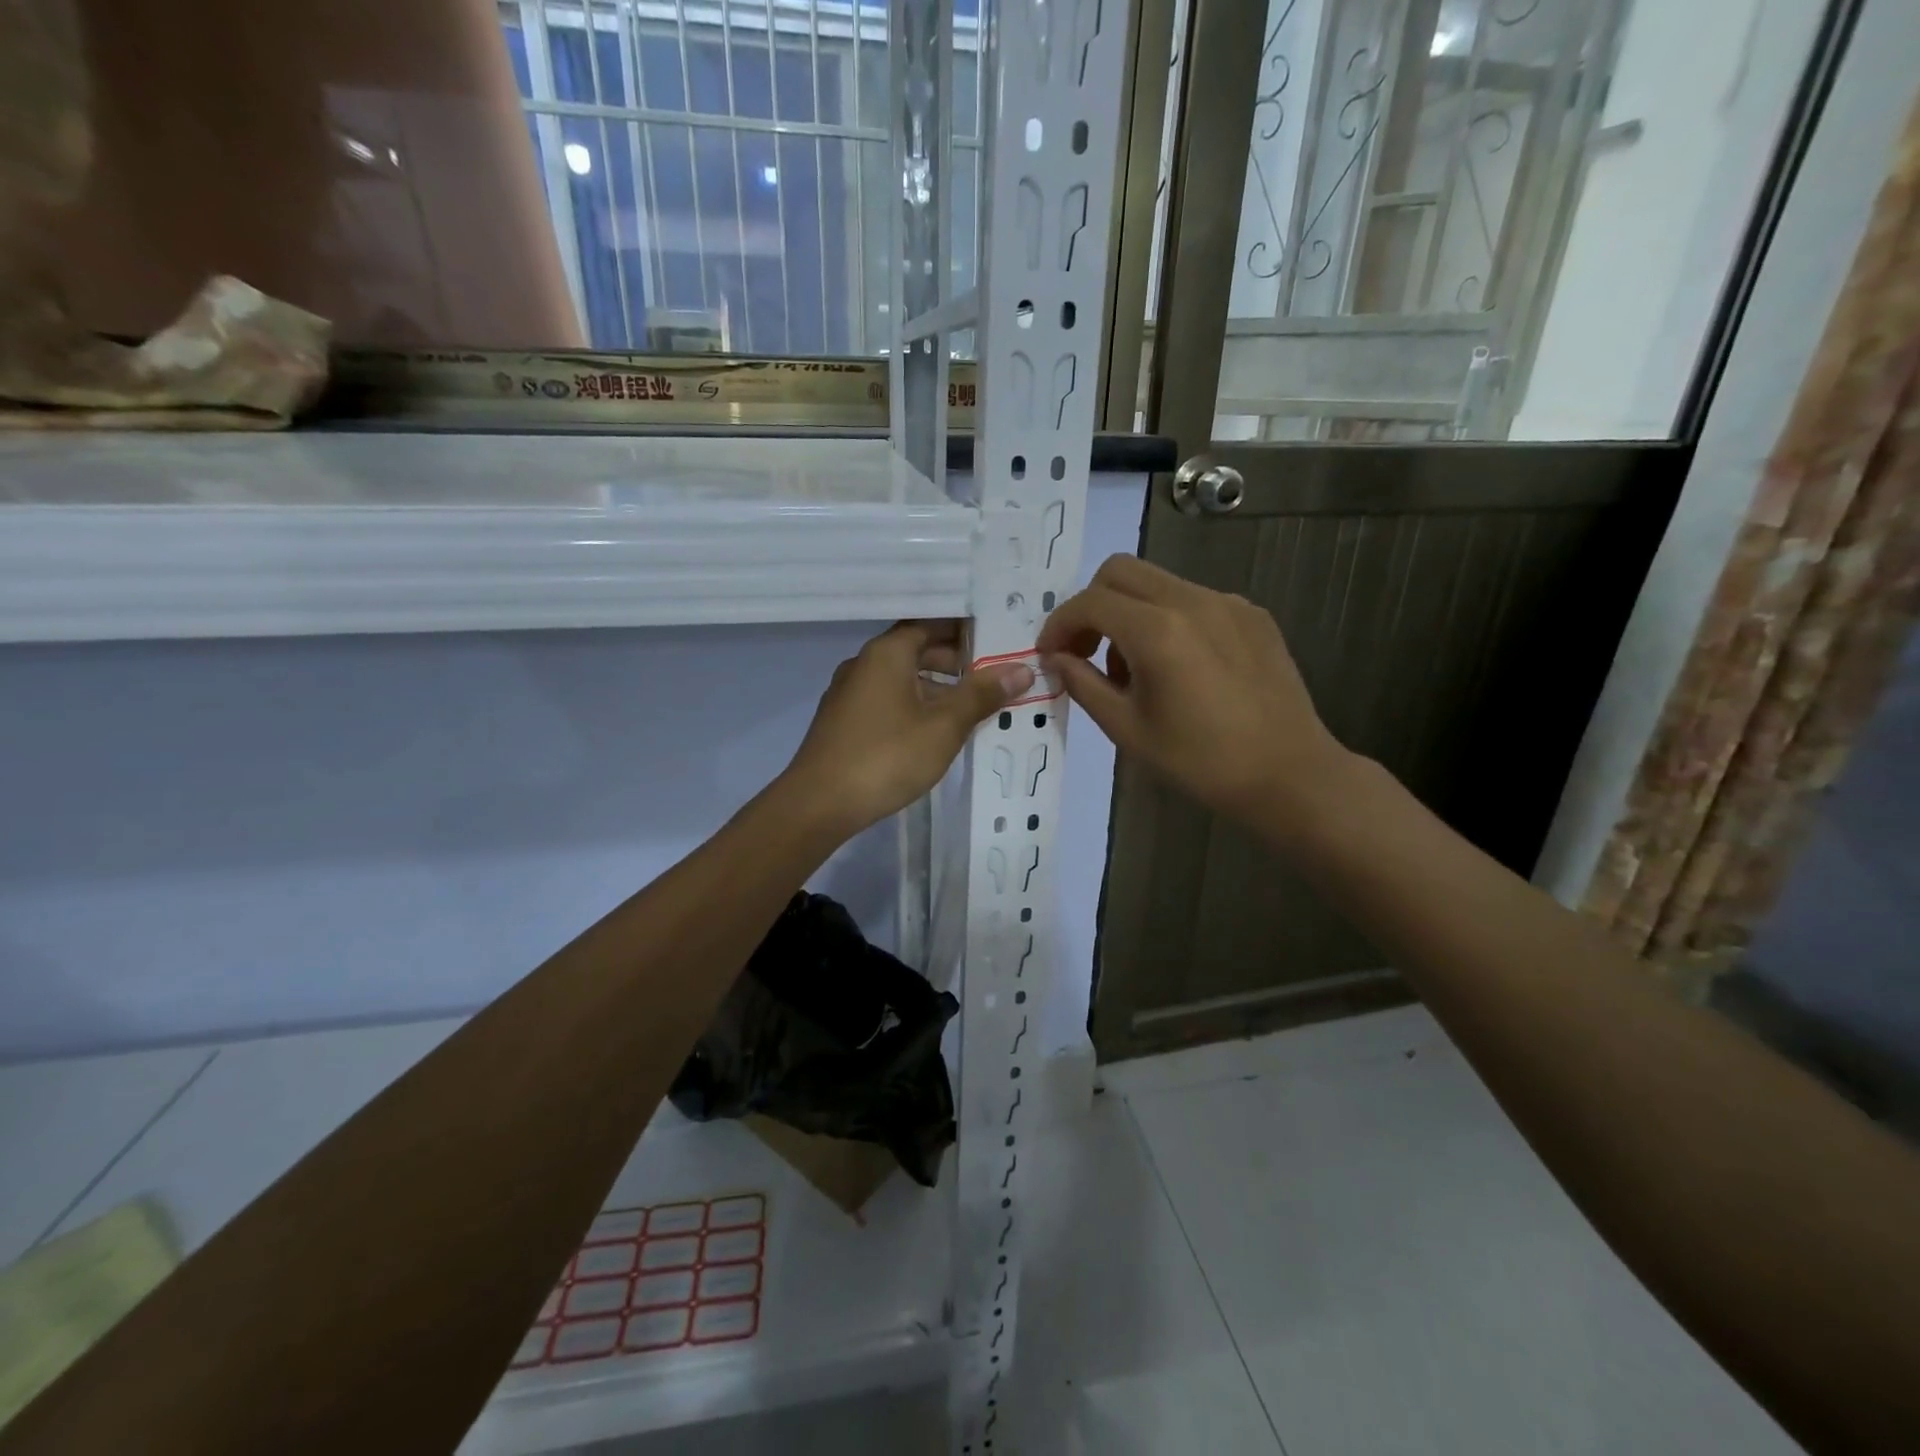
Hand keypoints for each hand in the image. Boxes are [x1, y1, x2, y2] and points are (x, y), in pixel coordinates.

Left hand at [783, 620, 1034, 834]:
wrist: (819, 803)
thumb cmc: (886, 756)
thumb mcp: (944, 726)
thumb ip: (982, 695)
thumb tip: (1022, 669)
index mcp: (887, 653)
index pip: (931, 624)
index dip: (965, 630)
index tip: (997, 638)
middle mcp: (864, 664)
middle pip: (915, 650)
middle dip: (955, 661)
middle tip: (993, 674)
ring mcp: (849, 694)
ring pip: (901, 678)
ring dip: (936, 687)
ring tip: (972, 706)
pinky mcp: (844, 722)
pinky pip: (887, 701)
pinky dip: (915, 705)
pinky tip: (935, 732)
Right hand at [1036, 555, 1352, 830]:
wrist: (1288, 774)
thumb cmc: (1201, 762)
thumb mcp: (1128, 729)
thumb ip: (1084, 684)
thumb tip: (1057, 659)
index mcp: (1158, 631)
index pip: (1089, 602)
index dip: (1059, 625)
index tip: (1050, 655)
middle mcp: (1193, 601)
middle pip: (1120, 571)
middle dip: (1090, 605)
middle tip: (1085, 650)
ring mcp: (1228, 603)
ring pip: (1157, 583)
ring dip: (1129, 612)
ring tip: (1134, 669)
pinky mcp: (1252, 615)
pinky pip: (1193, 599)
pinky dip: (1168, 620)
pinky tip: (1179, 667)